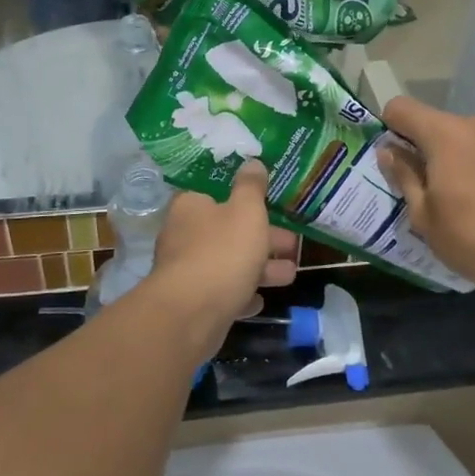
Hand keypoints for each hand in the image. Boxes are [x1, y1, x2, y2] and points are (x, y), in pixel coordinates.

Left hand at [149, 162, 298, 357]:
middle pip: (228, 232)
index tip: (271, 210)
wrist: (191, 313)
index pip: (217, 196)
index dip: (247, 203)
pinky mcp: (191, 303)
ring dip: (259, 269)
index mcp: (191, 207)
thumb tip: (252, 162)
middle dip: (263, 239)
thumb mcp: (246, 211)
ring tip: (289, 275)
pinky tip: (259, 300)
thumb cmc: (222, 252)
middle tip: (292, 246)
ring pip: (228, 264)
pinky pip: (221, 293)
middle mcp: (183, 236)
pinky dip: (241, 294)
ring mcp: (185, 272)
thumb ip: (251, 187)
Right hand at [377, 97, 474, 302]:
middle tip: (436, 196)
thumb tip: (390, 152)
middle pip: (442, 128)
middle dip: (432, 154)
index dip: (390, 128)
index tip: (395, 160)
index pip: (402, 108)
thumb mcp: (426, 219)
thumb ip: (405, 178)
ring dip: (468, 164)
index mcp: (446, 135)